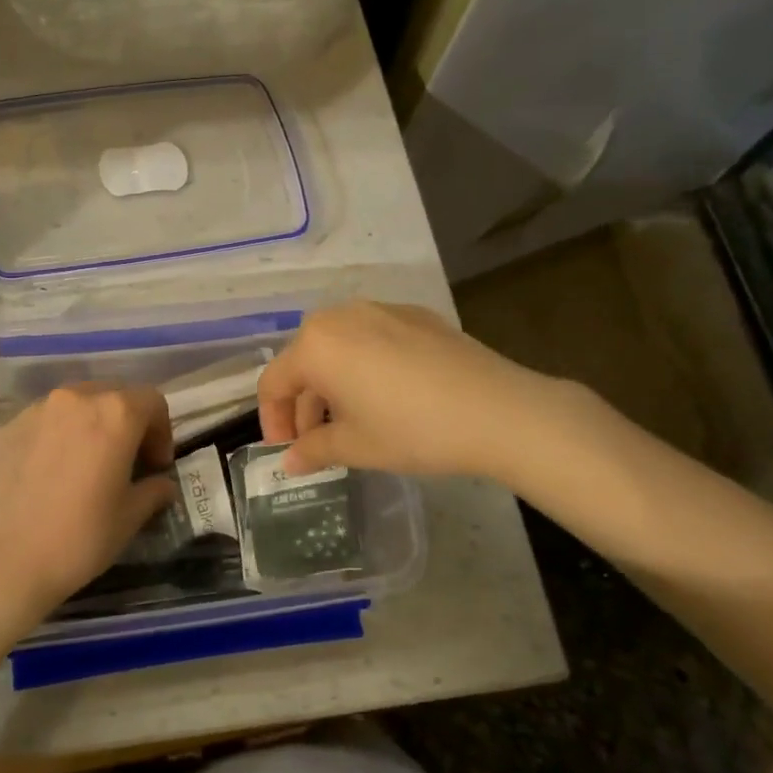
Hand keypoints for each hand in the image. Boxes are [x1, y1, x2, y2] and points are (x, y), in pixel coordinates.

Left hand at [0, 383, 176, 627]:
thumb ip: (153, 491)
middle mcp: (75, 399)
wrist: (0, 561)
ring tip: (84, 466)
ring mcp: (35, 410)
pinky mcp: (5, 428)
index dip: (161, 432)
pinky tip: (48, 475)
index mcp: (114, 414)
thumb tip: (161, 484)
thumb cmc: (78, 538)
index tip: (155, 466)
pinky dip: (55, 437)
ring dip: (89, 427)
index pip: (152, 401)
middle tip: (125, 462)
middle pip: (112, 395)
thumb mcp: (129, 518)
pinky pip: (42, 422)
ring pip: (74, 406)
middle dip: (126, 423)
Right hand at [258, 301, 553, 479]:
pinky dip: (364, 367)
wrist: (499, 410)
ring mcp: (380, 309)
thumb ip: (313, 450)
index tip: (286, 451)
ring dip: (332, 384)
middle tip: (316, 441)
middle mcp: (340, 316)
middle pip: (304, 360)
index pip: (274, 383)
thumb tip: (288, 463)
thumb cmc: (413, 430)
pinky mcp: (414, 315)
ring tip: (350, 422)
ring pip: (338, 347)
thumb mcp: (356, 447)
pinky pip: (371, 339)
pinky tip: (387, 397)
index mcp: (316, 345)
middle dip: (304, 403)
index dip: (273, 421)